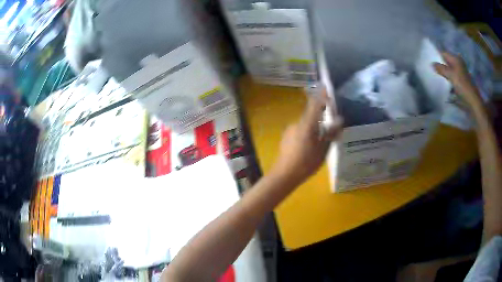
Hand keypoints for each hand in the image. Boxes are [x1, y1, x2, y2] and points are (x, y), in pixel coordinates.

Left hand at [271, 89, 342, 184]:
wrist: (284, 175)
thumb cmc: (306, 163)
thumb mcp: (323, 149)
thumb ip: (331, 134)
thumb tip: (339, 121)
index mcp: (307, 124)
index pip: (315, 104)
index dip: (321, 95)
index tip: (326, 87)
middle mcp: (297, 123)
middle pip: (311, 114)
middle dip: (321, 116)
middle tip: (331, 124)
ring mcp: (290, 130)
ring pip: (306, 124)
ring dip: (314, 127)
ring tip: (322, 139)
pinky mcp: (286, 137)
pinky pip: (300, 131)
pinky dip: (307, 133)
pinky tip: (310, 146)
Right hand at [433, 52, 481, 105]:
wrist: (472, 101)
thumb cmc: (462, 85)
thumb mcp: (450, 75)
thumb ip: (441, 69)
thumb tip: (432, 64)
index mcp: (456, 59)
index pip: (444, 53)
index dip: (437, 56)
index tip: (430, 61)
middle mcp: (458, 64)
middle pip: (447, 62)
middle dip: (441, 66)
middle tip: (433, 70)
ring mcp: (460, 73)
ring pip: (449, 71)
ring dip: (444, 74)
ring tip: (437, 77)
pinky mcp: (461, 82)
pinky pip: (452, 78)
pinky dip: (448, 80)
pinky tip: (445, 84)